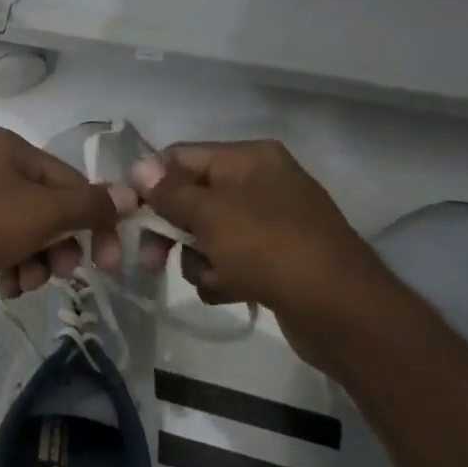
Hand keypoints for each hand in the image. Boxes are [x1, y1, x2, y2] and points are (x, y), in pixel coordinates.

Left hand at [0, 127, 134, 299]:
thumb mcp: (42, 213)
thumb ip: (89, 206)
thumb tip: (131, 195)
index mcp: (7, 147)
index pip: (69, 181)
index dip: (94, 221)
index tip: (108, 262)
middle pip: (43, 207)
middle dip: (57, 245)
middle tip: (60, 275)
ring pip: (17, 230)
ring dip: (32, 261)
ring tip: (24, 284)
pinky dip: (3, 265)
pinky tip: (2, 286)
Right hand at [131, 140, 394, 371]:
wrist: (338, 308)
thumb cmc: (269, 248)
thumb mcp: (210, 214)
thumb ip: (170, 191)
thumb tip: (139, 167)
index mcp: (249, 159)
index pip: (180, 158)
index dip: (151, 184)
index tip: (129, 216)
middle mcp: (259, 183)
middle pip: (191, 199)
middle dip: (170, 230)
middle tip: (151, 259)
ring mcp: (268, 223)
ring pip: (205, 235)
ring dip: (196, 260)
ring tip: (211, 278)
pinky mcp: (274, 259)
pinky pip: (228, 261)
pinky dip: (221, 277)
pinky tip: (230, 291)